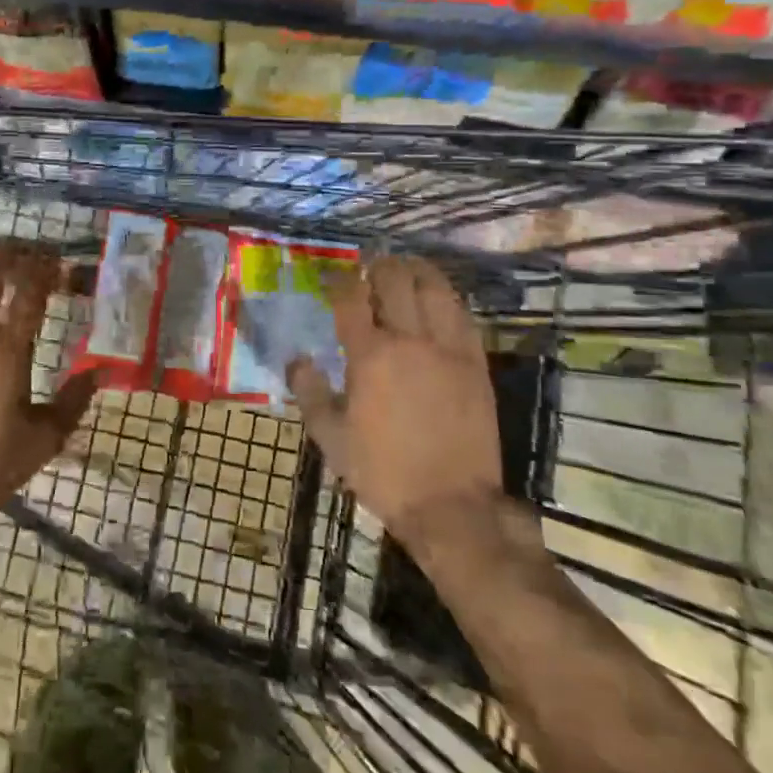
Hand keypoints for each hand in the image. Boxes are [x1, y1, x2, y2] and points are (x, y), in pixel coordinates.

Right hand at [287, 256, 506, 541]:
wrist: (452, 506)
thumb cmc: (384, 472)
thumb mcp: (331, 438)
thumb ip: (308, 392)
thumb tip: (296, 359)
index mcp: (370, 356)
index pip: (351, 299)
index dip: (339, 281)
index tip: (333, 279)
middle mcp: (409, 340)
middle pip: (395, 280)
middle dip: (378, 266)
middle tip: (370, 269)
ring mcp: (448, 349)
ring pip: (434, 288)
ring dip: (416, 271)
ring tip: (405, 268)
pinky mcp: (476, 363)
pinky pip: (462, 315)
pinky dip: (446, 297)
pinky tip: (437, 299)